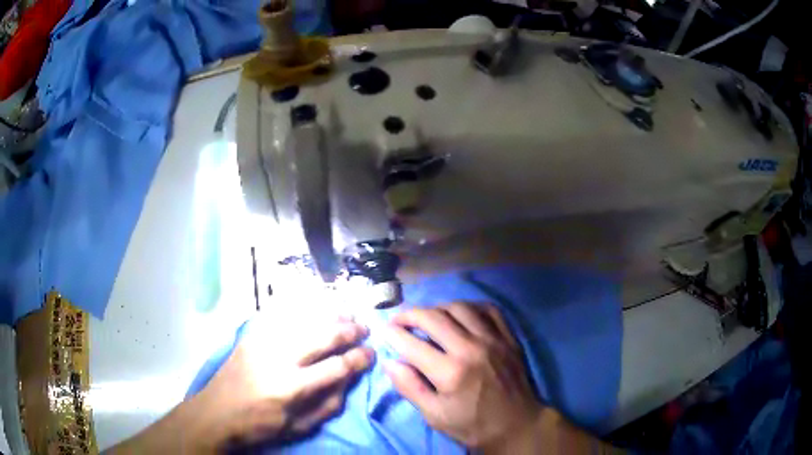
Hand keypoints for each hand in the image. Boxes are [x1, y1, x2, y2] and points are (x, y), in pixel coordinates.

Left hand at [191, 311, 374, 450]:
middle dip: (348, 330)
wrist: (216, 412)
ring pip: (303, 319)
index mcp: (291, 387)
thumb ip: (327, 405)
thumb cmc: (259, 426)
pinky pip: (281, 314)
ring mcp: (262, 341)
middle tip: (364, 328)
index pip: (336, 367)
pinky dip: (303, 308)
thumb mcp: (297, 427)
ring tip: (347, 313)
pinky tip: (316, 305)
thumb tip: (349, 380)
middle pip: (322, 336)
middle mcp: (278, 358)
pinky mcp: (251, 334)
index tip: (371, 354)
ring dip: (329, 314)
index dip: (359, 358)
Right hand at [382, 303, 542, 449]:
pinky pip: (488, 309)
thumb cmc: (472, 425)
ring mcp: (493, 340)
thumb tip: (390, 363)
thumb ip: (411, 388)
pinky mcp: (508, 338)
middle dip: (410, 314)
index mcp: (451, 372)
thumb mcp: (435, 416)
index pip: (412, 344)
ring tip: (428, 317)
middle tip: (399, 319)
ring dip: (438, 308)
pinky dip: (470, 307)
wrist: (516, 425)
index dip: (393, 334)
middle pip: (434, 317)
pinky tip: (460, 314)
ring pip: (460, 307)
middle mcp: (471, 349)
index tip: (383, 330)